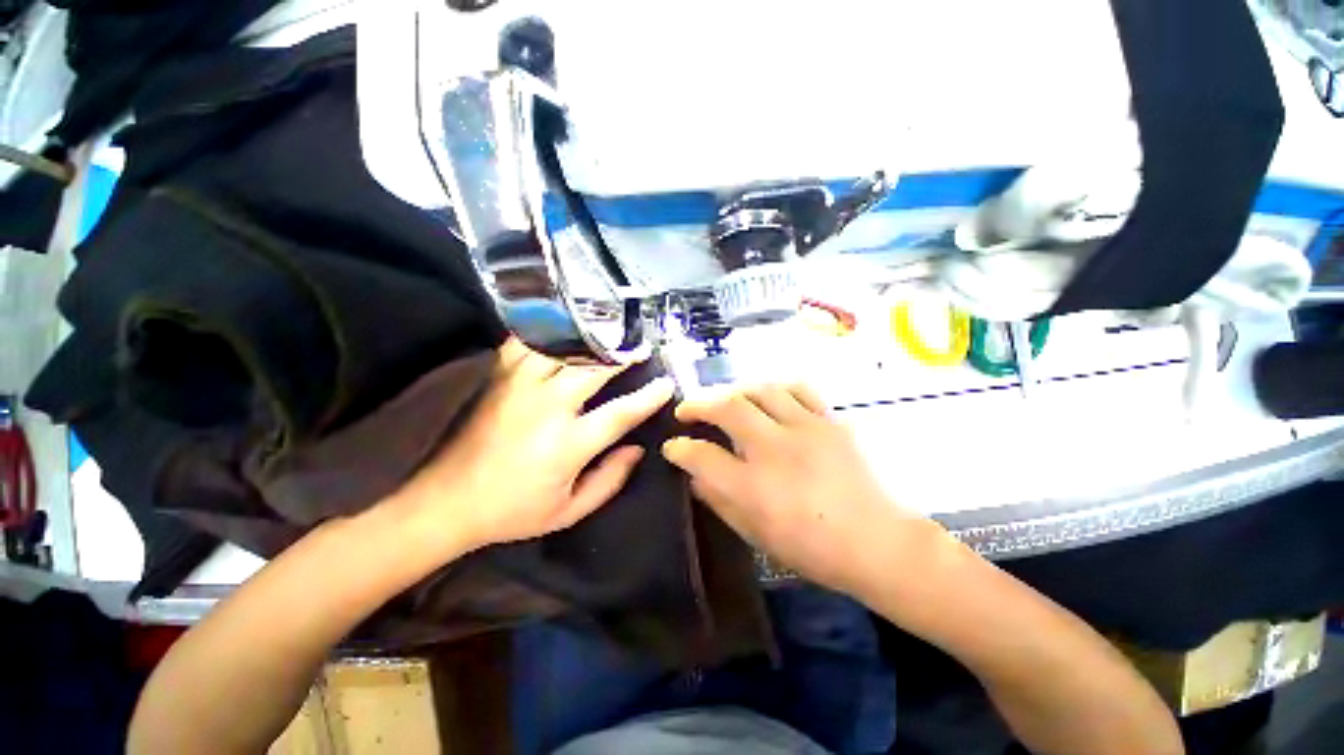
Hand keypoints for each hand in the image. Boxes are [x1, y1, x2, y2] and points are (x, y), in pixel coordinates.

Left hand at [393, 339, 674, 555]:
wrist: (445, 502)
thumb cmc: (513, 512)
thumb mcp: (568, 512)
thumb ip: (609, 480)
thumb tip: (637, 449)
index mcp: (567, 445)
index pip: (620, 414)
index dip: (648, 397)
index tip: (666, 384)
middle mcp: (547, 408)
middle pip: (595, 369)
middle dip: (623, 356)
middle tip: (642, 347)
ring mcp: (520, 387)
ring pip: (564, 350)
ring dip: (591, 341)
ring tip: (610, 334)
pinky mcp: (499, 378)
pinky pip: (527, 343)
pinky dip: (548, 333)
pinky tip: (563, 330)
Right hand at [662, 384, 930, 596]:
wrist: (878, 543)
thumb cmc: (812, 549)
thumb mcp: (755, 536)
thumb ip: (719, 501)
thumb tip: (695, 476)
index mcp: (753, 487)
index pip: (701, 456)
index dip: (680, 448)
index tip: (672, 446)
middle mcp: (775, 450)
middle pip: (727, 408)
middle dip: (698, 404)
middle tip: (686, 410)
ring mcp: (806, 429)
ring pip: (760, 390)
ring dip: (733, 391)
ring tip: (725, 401)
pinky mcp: (830, 421)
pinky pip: (797, 390)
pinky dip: (774, 389)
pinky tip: (767, 398)